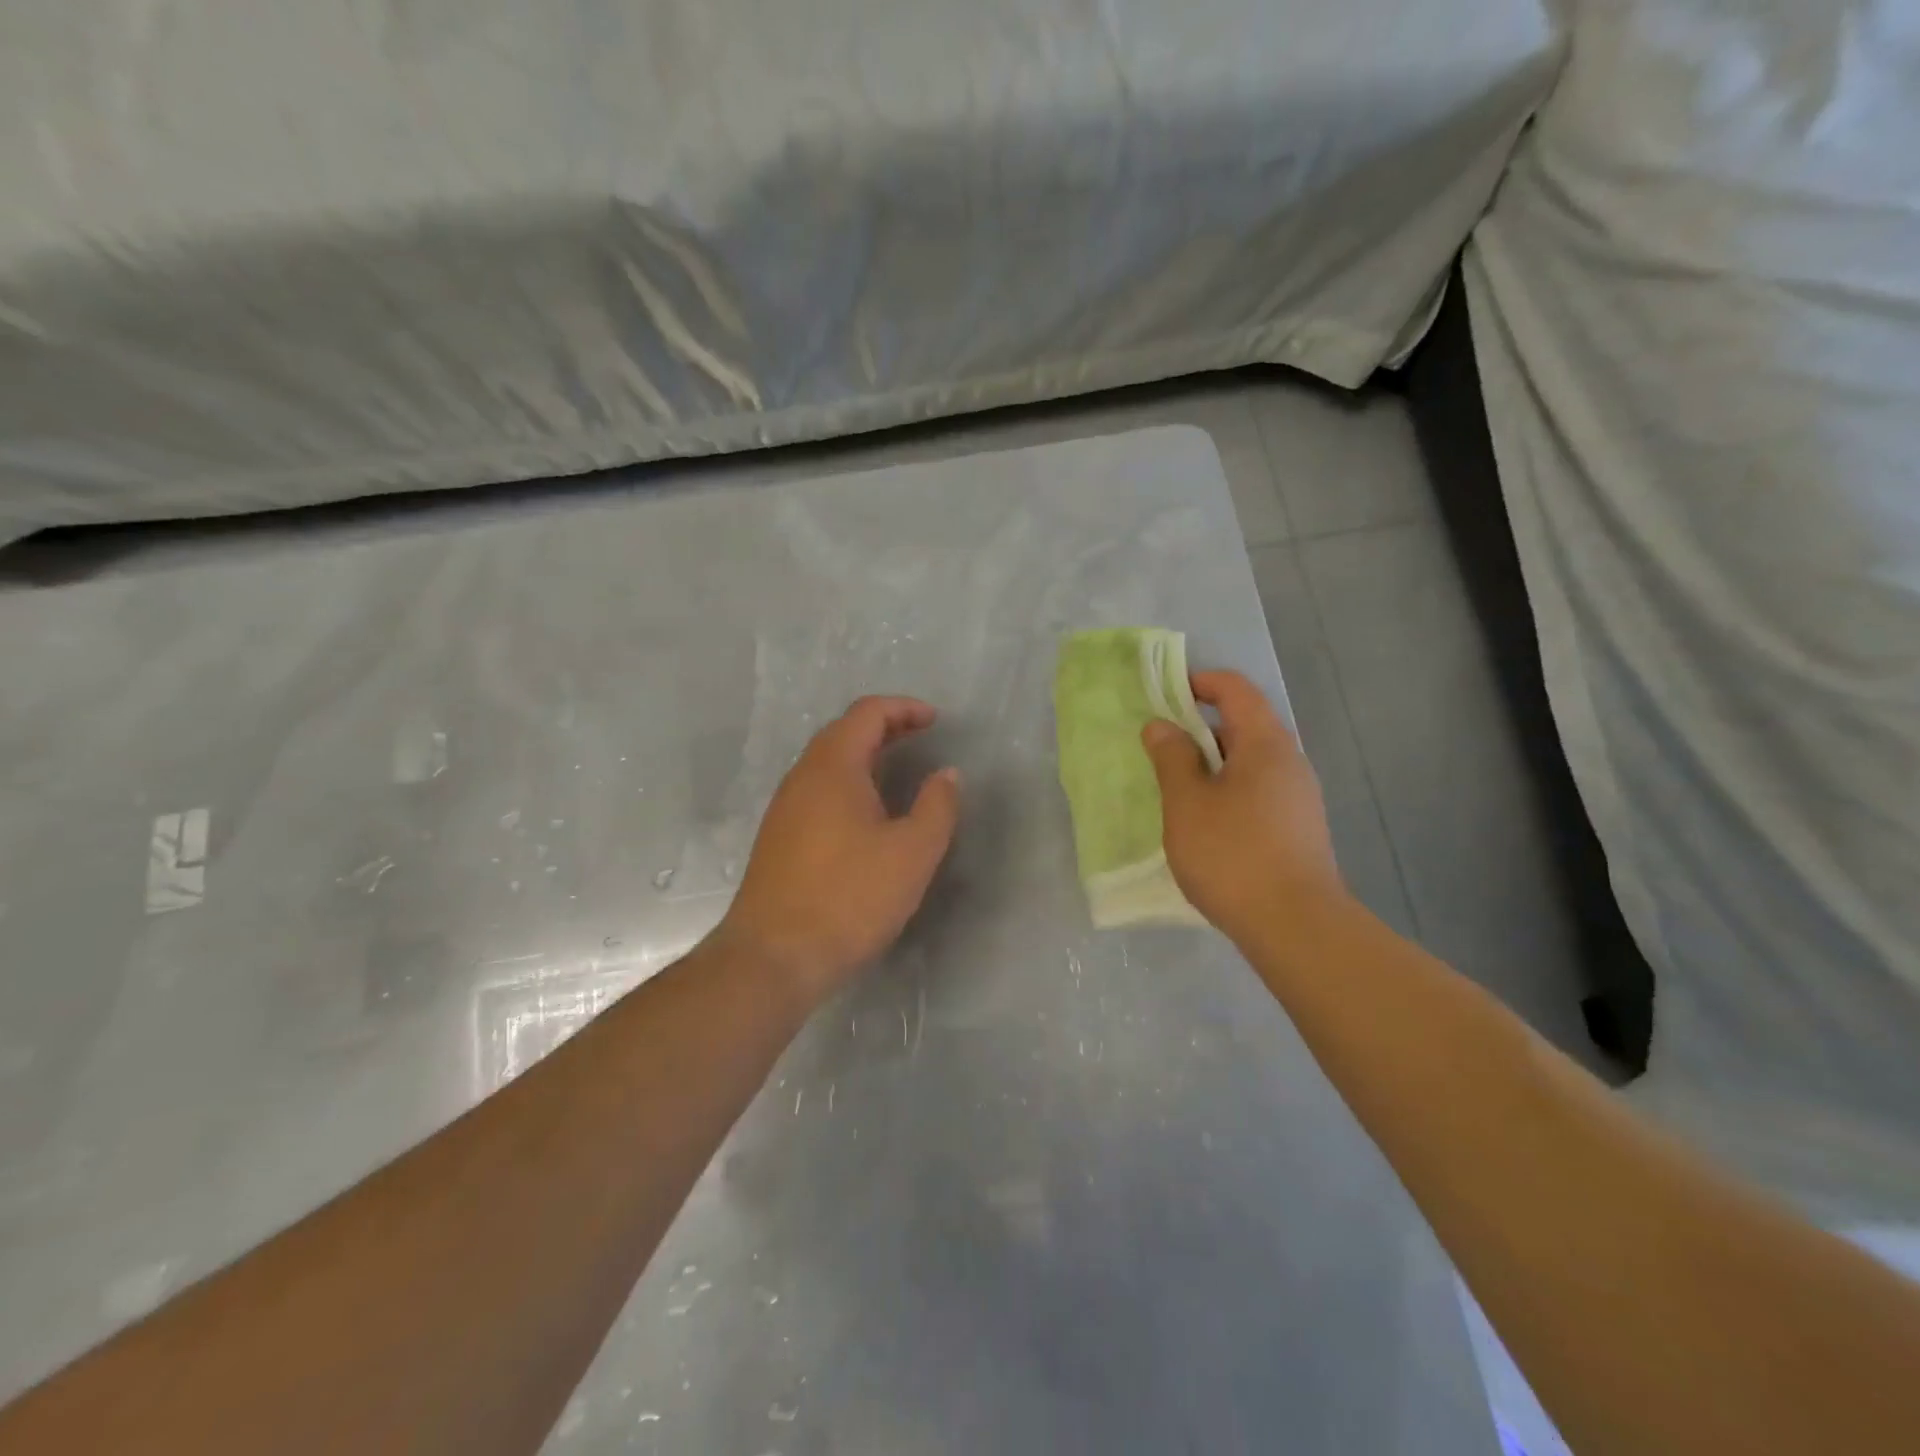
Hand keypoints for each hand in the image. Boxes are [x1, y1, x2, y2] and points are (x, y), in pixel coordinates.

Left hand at [715, 696, 960, 1002]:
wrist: (773, 957)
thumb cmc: (849, 897)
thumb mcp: (912, 852)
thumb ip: (937, 806)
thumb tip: (946, 774)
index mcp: (833, 767)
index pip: (867, 713)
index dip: (904, 708)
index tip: (935, 720)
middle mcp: (802, 777)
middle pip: (844, 732)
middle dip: (885, 728)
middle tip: (921, 738)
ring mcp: (785, 808)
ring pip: (828, 763)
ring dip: (865, 756)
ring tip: (899, 772)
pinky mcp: (778, 838)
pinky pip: (818, 790)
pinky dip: (849, 783)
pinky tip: (867, 815)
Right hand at [1141, 670, 1346, 945]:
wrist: (1296, 927)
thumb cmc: (1233, 854)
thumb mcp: (1187, 802)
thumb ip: (1172, 758)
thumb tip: (1161, 726)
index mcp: (1265, 744)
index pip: (1236, 690)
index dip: (1200, 682)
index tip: (1164, 695)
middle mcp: (1289, 762)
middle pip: (1244, 724)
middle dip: (1200, 727)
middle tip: (1159, 746)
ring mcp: (1298, 797)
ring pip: (1250, 762)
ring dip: (1212, 763)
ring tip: (1175, 786)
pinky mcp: (1298, 828)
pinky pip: (1257, 791)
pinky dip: (1227, 790)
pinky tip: (1204, 822)